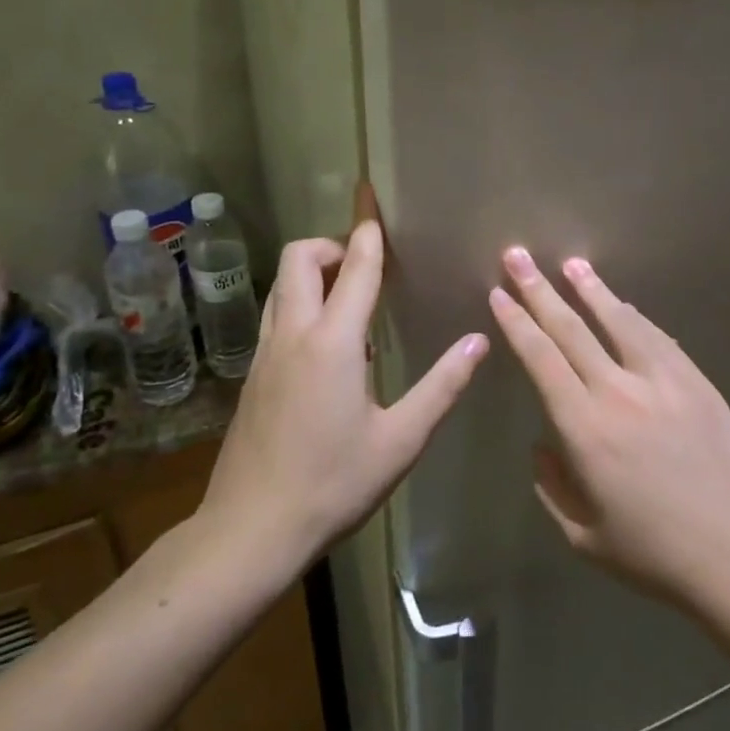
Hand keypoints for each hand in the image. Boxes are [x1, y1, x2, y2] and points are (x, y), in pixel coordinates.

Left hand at [199, 222, 487, 576]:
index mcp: (333, 341)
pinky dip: (301, 305)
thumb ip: (443, 385)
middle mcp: (293, 333)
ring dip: (312, 273)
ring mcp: (265, 353)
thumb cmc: (333, 484)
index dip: (368, 230)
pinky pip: (276, 316)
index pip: (355, 266)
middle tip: (367, 265)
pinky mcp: (252, 375)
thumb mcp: (401, 439)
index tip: (374, 199)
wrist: (250, 531)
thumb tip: (479, 339)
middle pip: (300, 258)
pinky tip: (330, 351)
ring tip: (351, 301)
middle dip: (332, 245)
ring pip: (281, 285)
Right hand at [488, 248, 729, 610]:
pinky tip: (623, 304)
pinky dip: (635, 316)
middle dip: (539, 290)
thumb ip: (552, 486)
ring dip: (591, 289)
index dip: (517, 323)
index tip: (499, 295)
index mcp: (584, 429)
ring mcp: (664, 382)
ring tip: (571, 263)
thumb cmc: (655, 555)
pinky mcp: (697, 383)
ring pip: (619, 321)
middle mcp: (619, 392)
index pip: (541, 359)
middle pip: (572, 328)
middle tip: (518, 255)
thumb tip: (543, 444)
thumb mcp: (583, 536)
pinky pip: (659, 338)